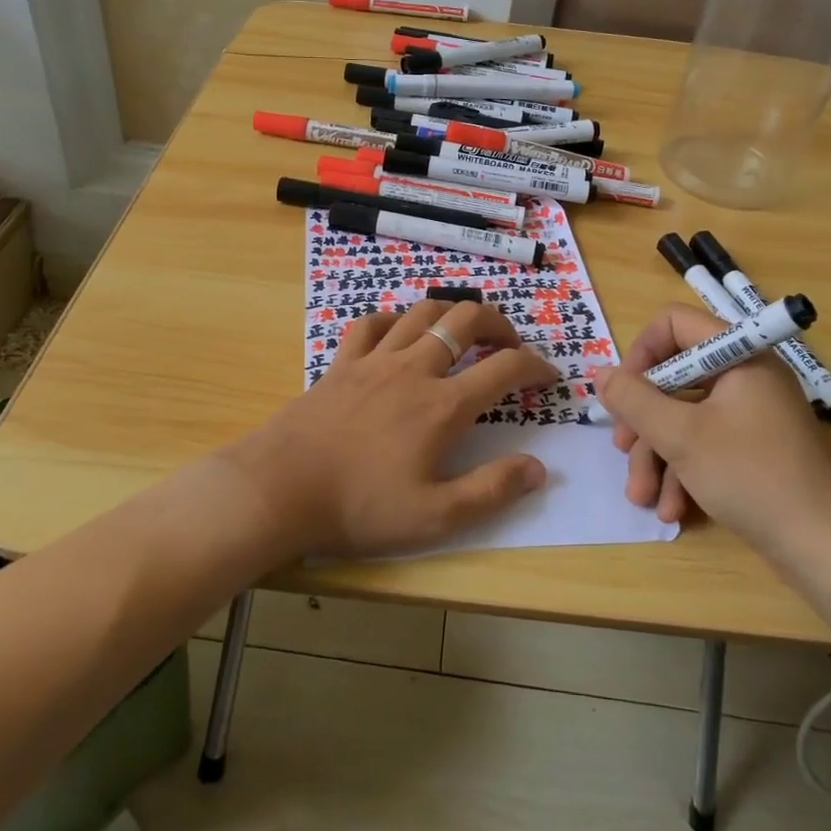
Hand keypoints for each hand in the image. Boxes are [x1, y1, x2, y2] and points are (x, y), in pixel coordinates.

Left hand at [227, 299, 557, 556]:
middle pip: (465, 319)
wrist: (281, 488)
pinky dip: (394, 320)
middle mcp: (414, 369)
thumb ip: (491, 491)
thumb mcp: (434, 517)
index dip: (536, 366)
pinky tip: (399, 333)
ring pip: (422, 313)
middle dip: (499, 322)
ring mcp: (375, 360)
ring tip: (463, 332)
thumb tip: (538, 468)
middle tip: (510, 344)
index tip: (549, 376)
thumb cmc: (359, 507)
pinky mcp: (341, 362)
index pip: (505, 368)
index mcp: (443, 406)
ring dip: (451, 314)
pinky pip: (371, 323)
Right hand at [594, 303, 830, 554]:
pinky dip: (683, 471)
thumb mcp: (680, 436)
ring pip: (684, 416)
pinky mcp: (752, 448)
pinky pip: (704, 442)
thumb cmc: (750, 476)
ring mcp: (751, 413)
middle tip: (622, 448)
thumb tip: (600, 374)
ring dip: (657, 455)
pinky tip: (671, 509)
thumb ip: (633, 399)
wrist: (821, 548)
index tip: (623, 391)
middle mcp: (746, 376)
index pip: (675, 323)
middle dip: (643, 420)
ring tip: (642, 495)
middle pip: (674, 377)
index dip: (641, 352)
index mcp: (740, 355)